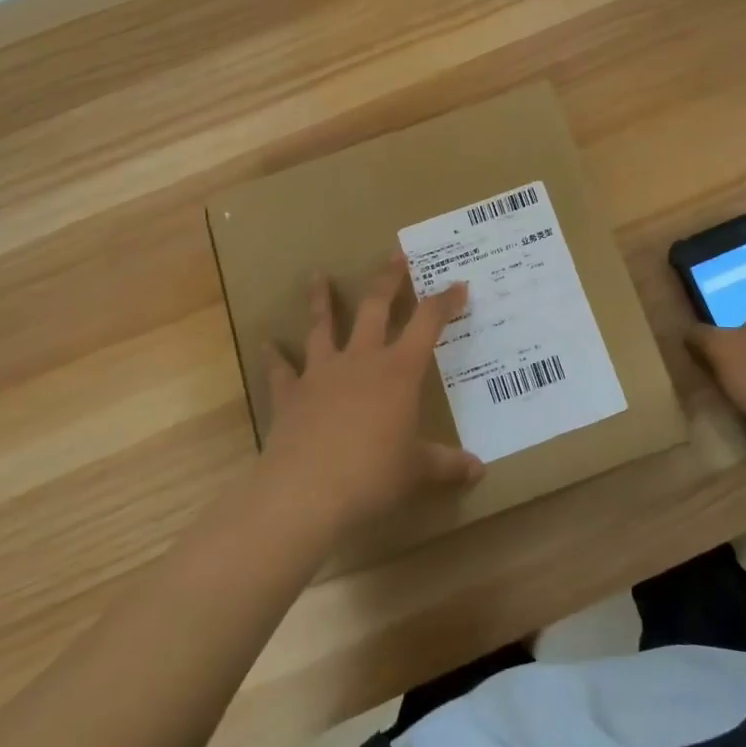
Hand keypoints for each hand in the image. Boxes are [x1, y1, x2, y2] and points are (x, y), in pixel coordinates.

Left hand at [259, 251, 483, 535]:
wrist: (306, 492)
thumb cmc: (372, 475)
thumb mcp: (416, 471)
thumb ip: (447, 465)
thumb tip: (479, 471)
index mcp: (399, 371)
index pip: (429, 323)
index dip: (445, 301)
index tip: (459, 284)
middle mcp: (362, 360)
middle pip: (375, 307)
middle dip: (387, 279)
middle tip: (394, 254)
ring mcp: (322, 373)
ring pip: (322, 326)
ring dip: (320, 300)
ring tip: (316, 276)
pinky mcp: (291, 395)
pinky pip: (281, 371)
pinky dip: (274, 357)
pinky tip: (266, 344)